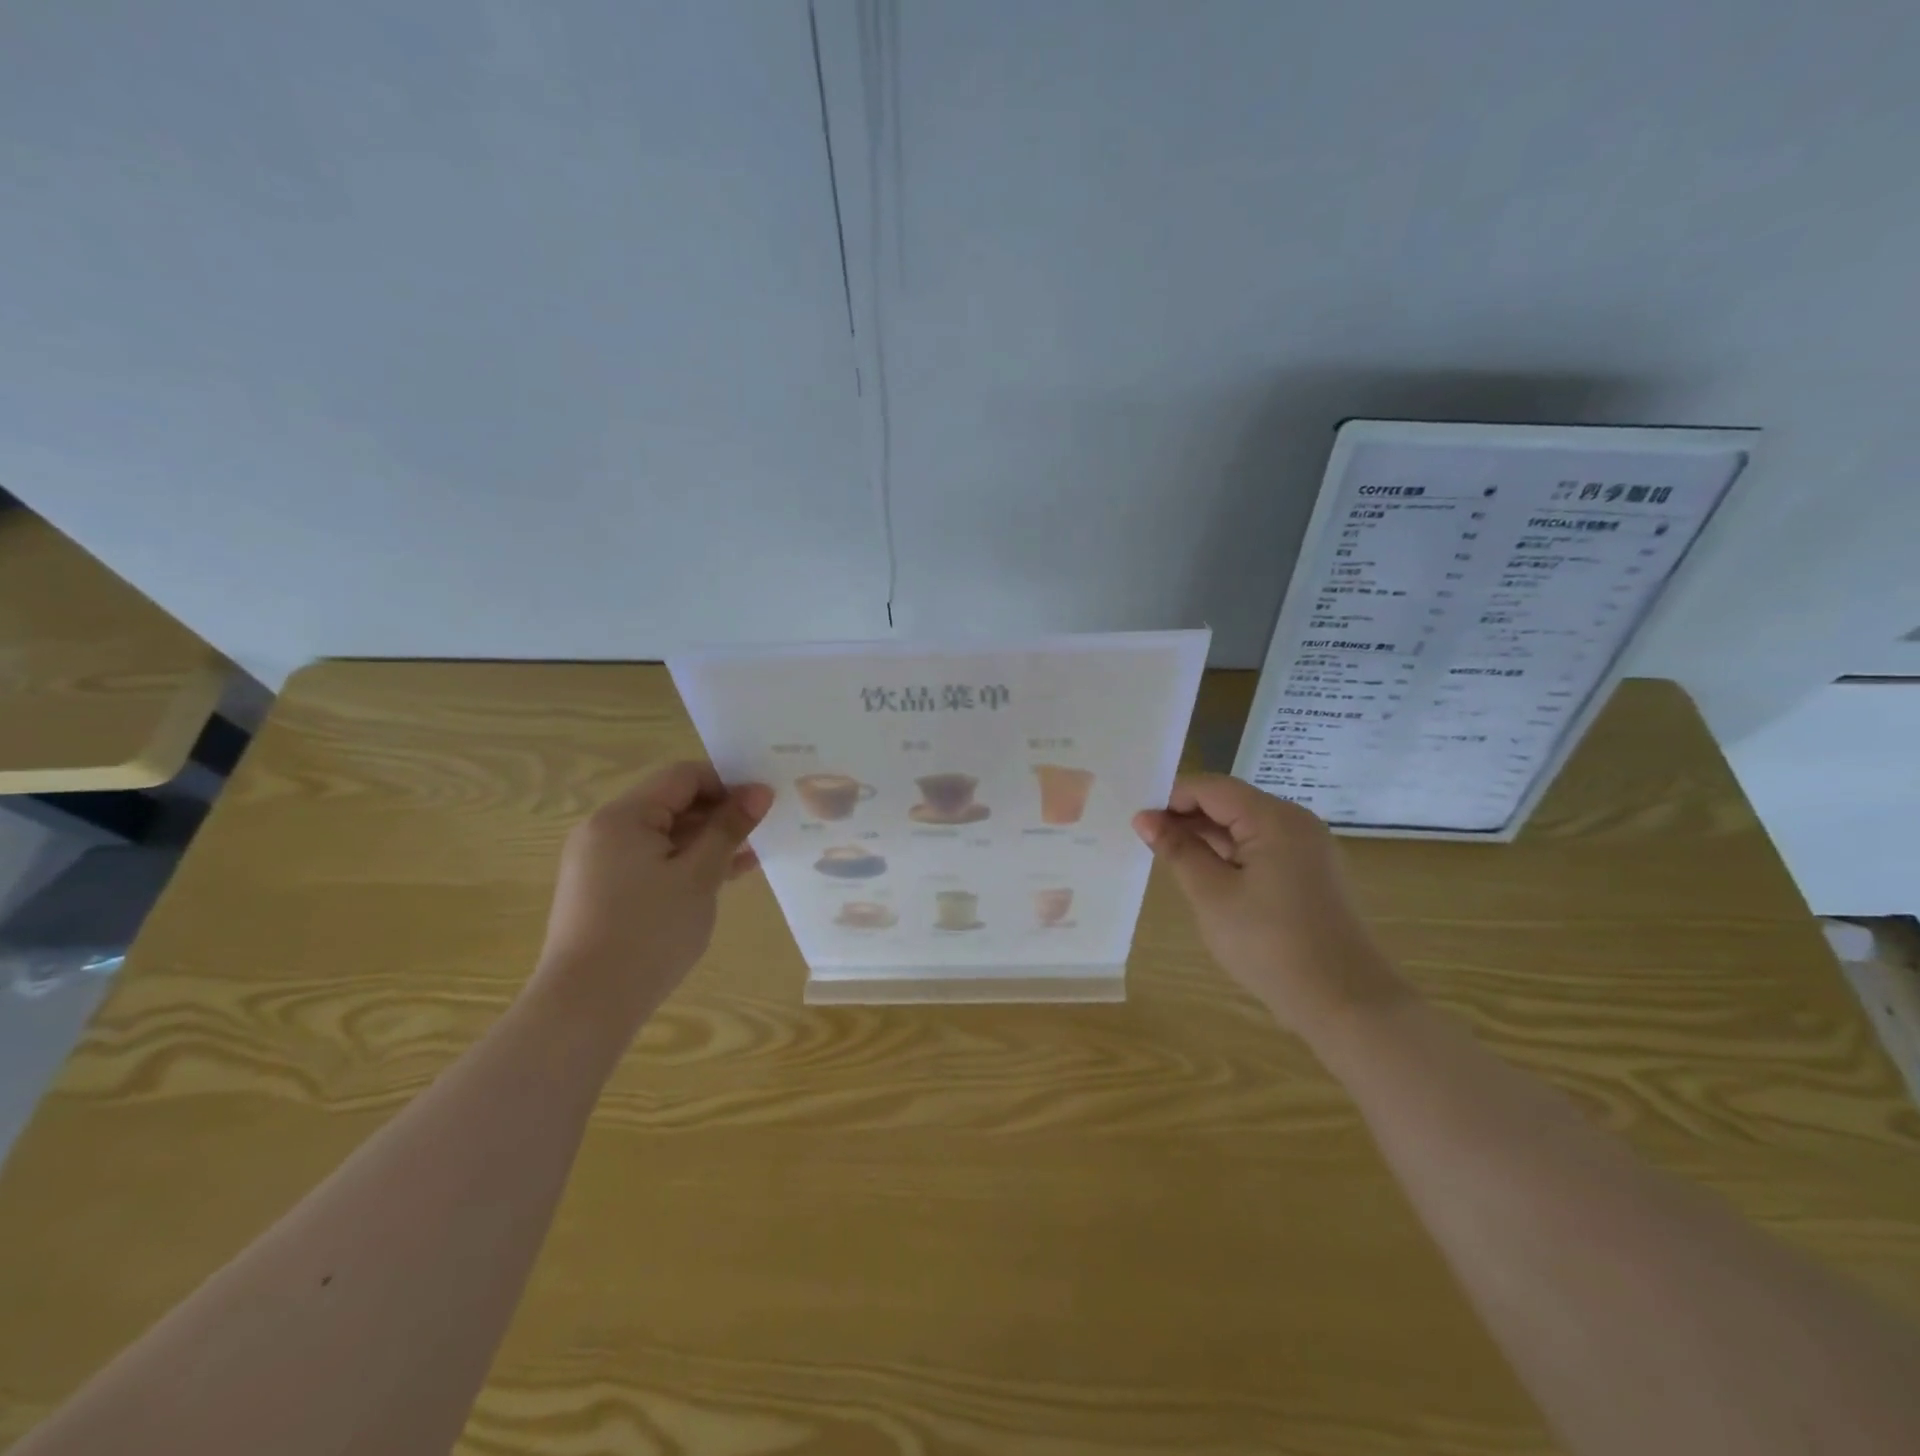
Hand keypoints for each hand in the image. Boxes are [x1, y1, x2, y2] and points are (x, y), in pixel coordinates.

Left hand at [534, 762, 772, 1028]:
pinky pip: (651, 862)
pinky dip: (685, 864)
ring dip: (706, 841)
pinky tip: (722, 877)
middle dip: (719, 813)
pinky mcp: (603, 892)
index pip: (682, 777)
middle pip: (672, 803)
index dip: (727, 783)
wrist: (586, 1007)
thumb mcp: (699, 875)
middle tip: (765, 829)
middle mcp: (604, 830)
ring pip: (664, 836)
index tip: (765, 803)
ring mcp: (600, 863)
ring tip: (752, 855)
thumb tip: (760, 791)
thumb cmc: (648, 932)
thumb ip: (729, 828)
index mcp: (622, 816)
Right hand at [1133, 774, 1407, 1037]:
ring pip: (1246, 827)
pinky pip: (1263, 849)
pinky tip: (1207, 876)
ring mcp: (1309, 849)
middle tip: (1147, 841)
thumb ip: (1178, 850)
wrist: (1345, 1003)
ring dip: (1207, 837)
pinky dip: (1231, 855)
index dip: (1171, 798)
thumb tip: (1144, 818)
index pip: (1212, 788)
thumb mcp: (1212, 895)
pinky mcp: (1312, 874)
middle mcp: (1297, 823)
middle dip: (1187, 817)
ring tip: (1170, 859)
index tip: (1138, 822)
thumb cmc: (1270, 945)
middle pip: (1231, 803)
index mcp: (1275, 819)